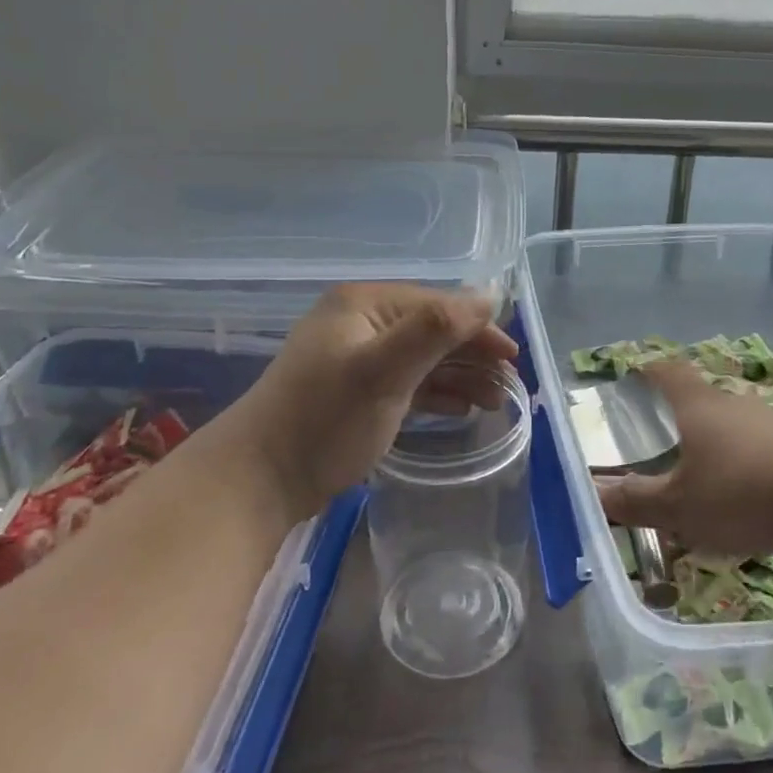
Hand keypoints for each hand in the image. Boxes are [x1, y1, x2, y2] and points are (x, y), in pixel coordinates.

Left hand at [225, 284, 517, 522]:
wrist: (259, 479)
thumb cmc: (326, 418)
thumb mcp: (385, 370)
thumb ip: (437, 328)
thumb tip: (490, 294)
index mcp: (364, 305)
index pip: (437, 305)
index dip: (478, 328)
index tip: (513, 357)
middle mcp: (360, 323)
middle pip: (431, 330)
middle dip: (472, 356)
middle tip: (509, 386)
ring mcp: (355, 357)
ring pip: (422, 358)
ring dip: (459, 376)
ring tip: (493, 401)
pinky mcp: (354, 391)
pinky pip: (406, 381)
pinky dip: (435, 392)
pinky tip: (459, 408)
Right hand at [597, 359, 772, 556]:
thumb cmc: (742, 493)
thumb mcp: (680, 506)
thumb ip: (636, 501)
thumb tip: (593, 493)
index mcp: (698, 407)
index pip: (668, 373)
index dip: (650, 370)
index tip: (636, 371)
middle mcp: (734, 405)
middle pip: (702, 398)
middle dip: (682, 414)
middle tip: (664, 436)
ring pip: (735, 424)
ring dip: (719, 441)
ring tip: (705, 471)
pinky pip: (763, 447)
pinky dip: (748, 462)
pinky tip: (749, 492)